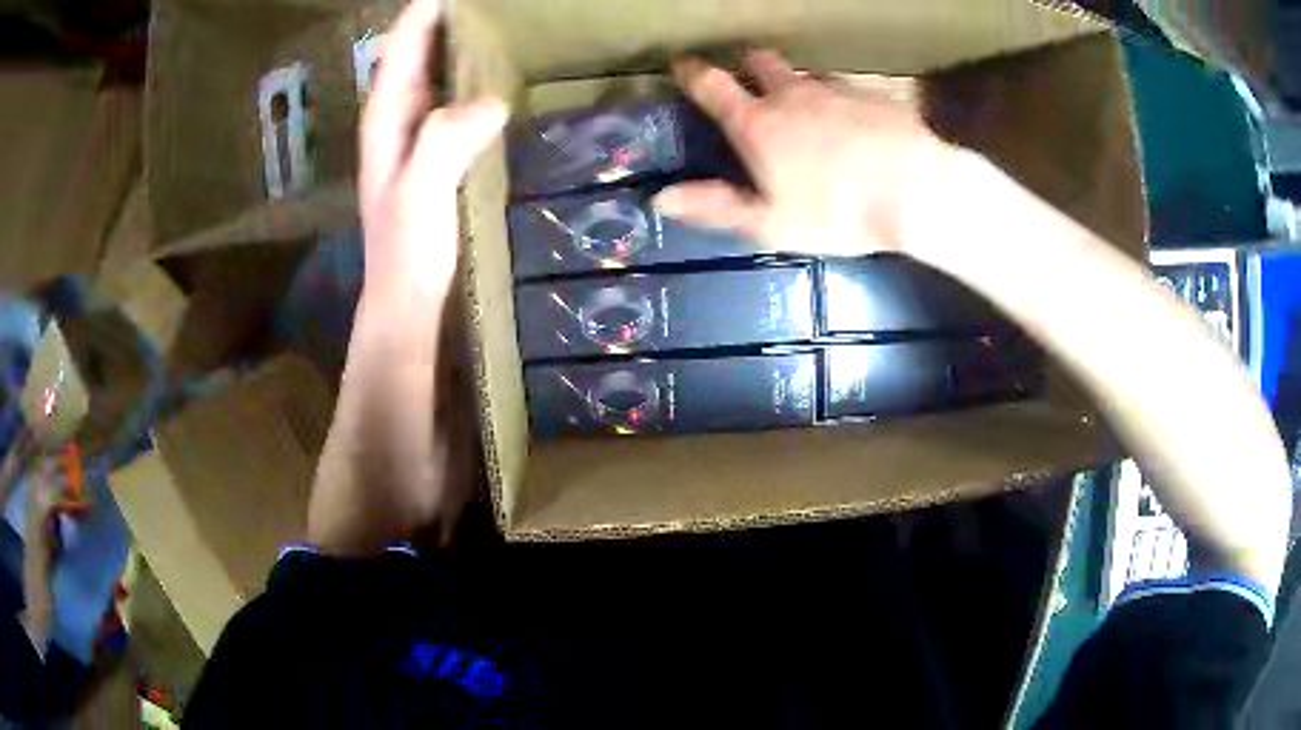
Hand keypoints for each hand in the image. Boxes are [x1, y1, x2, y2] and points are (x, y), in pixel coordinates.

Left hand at [359, 0, 506, 297]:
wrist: (406, 298)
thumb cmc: (407, 250)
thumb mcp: (421, 194)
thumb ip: (445, 141)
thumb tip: (493, 101)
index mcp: (386, 115)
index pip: (404, 44)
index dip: (428, 9)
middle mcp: (397, 115)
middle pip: (418, 48)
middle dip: (447, 17)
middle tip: (494, 3)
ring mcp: (416, 132)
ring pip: (435, 69)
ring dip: (460, 40)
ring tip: (499, 19)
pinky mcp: (437, 149)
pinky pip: (453, 95)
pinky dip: (472, 73)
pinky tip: (499, 70)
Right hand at [654, 50, 951, 255]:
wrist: (915, 191)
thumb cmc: (836, 212)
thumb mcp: (769, 223)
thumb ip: (716, 206)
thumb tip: (660, 197)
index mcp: (758, 123)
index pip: (713, 85)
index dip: (692, 72)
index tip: (681, 61)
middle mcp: (792, 95)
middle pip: (761, 61)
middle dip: (747, 62)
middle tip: (747, 74)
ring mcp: (835, 89)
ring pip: (805, 73)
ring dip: (796, 82)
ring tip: (805, 105)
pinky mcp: (873, 95)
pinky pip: (846, 89)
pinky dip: (838, 100)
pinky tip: (853, 123)